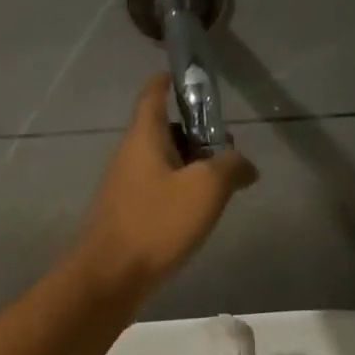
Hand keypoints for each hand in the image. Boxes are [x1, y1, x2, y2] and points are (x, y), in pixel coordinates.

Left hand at [74, 74, 256, 297]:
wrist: (110, 278)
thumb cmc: (157, 223)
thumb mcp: (206, 189)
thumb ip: (231, 167)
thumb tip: (244, 164)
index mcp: (143, 137)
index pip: (152, 94)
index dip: (168, 80)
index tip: (188, 76)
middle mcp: (130, 156)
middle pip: (163, 130)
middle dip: (195, 132)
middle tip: (228, 147)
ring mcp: (126, 187)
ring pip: (163, 163)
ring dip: (191, 166)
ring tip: (222, 184)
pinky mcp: (128, 215)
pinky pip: (158, 190)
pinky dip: (180, 191)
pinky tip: (199, 213)